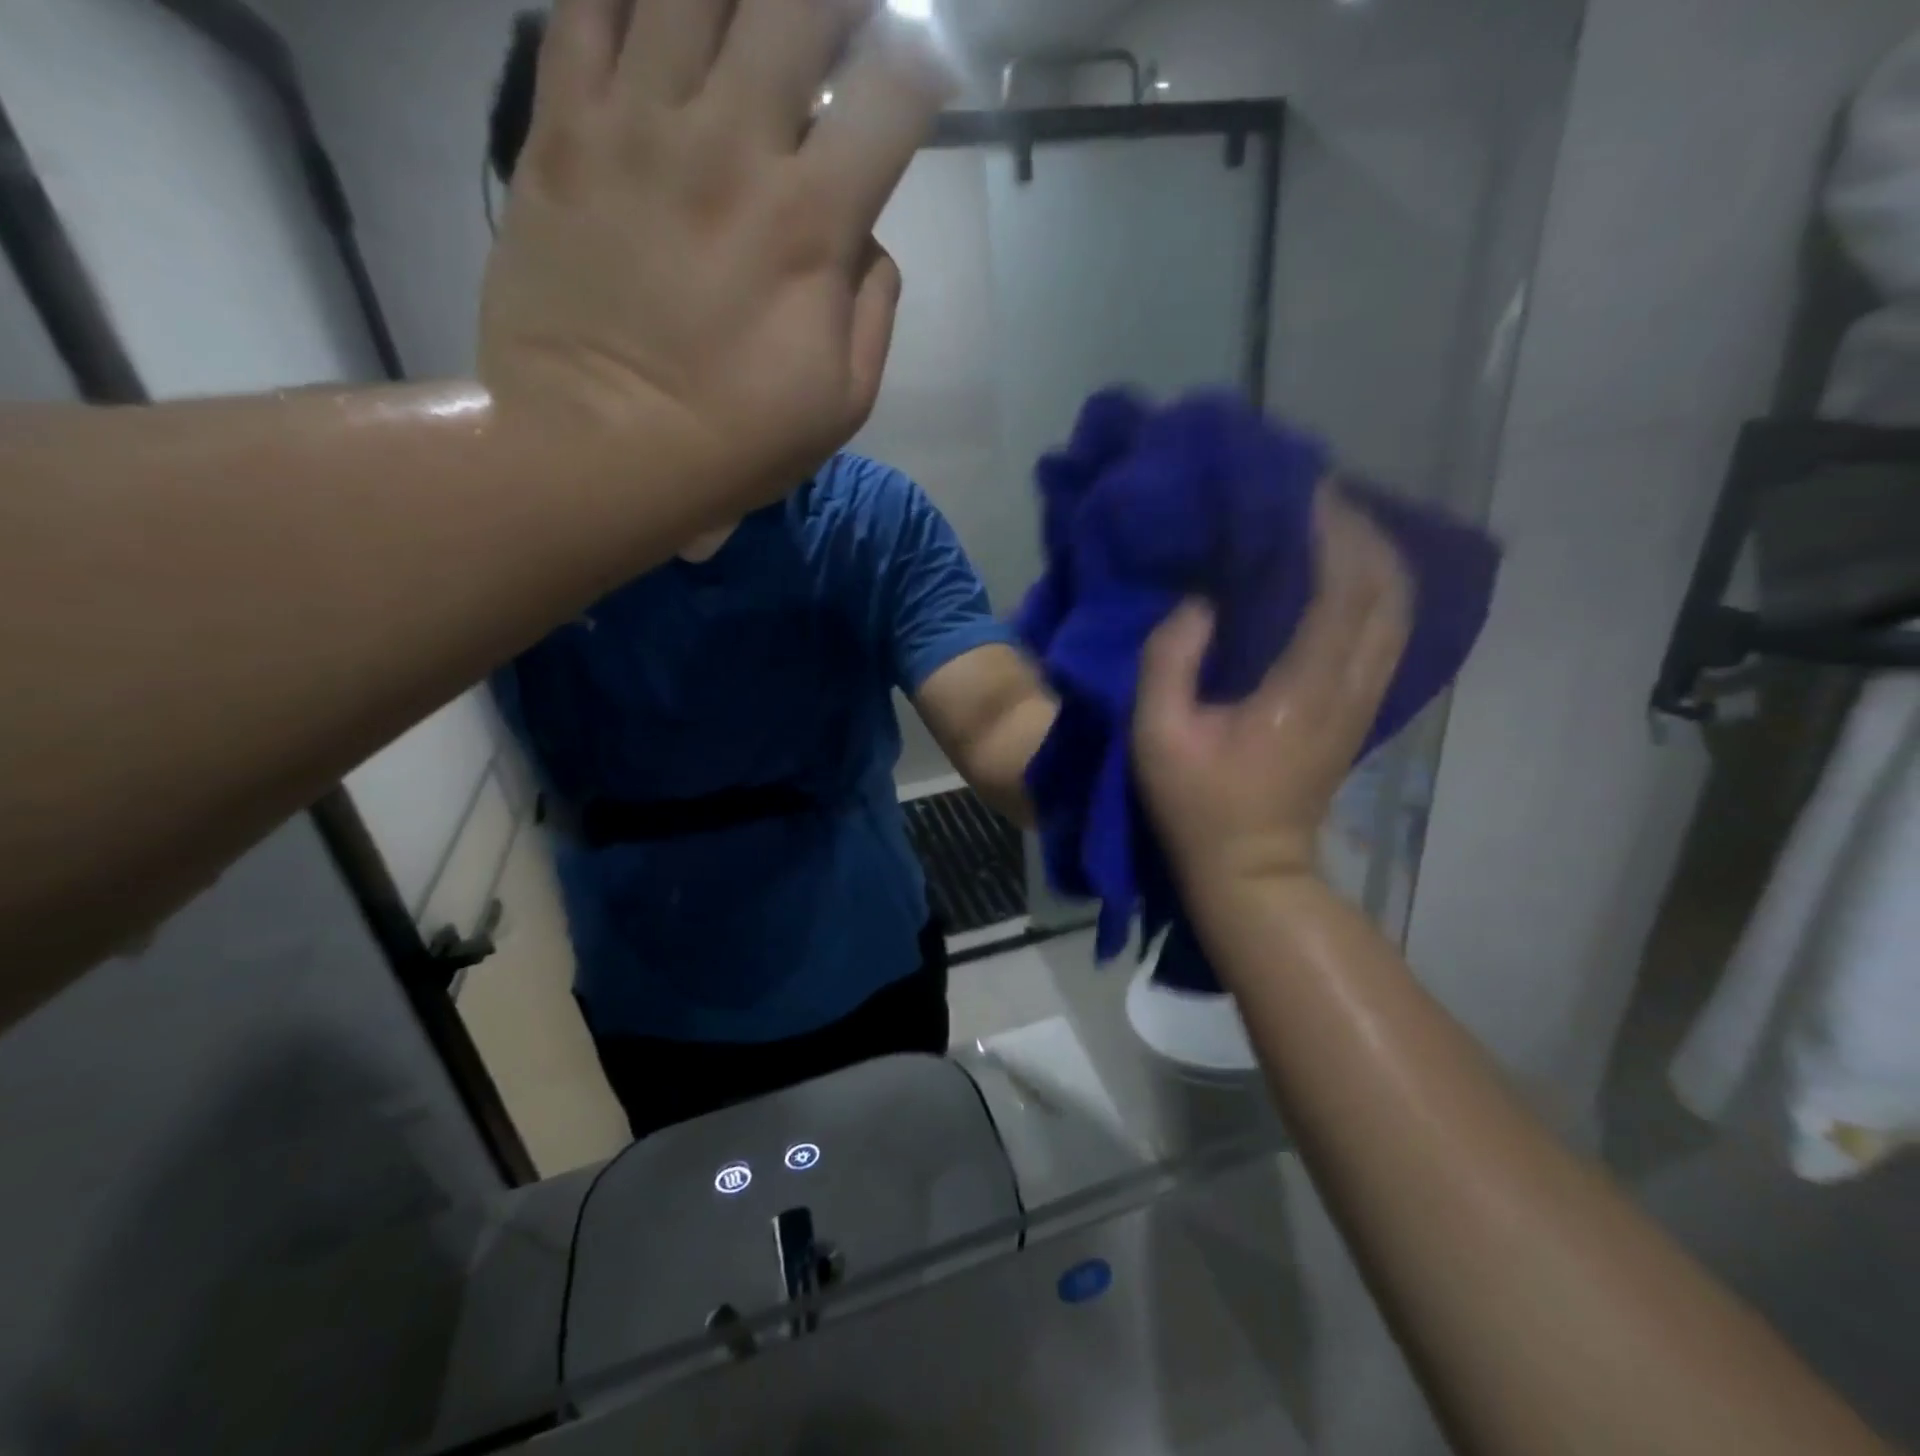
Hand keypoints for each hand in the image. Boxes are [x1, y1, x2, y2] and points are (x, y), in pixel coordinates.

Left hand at [477, 0, 951, 505]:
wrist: (595, 451)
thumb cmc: (732, 443)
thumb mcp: (842, 406)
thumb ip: (873, 312)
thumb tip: (867, 242)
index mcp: (810, 223)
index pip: (891, 93)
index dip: (921, 62)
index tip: (922, 70)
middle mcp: (730, 145)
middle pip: (798, 2)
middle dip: (835, 2)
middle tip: (837, 26)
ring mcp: (636, 125)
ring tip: (750, 20)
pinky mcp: (561, 128)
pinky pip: (587, 4)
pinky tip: (659, 15)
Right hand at [1135, 488, 1411, 894]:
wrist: (1253, 869)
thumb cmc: (1197, 805)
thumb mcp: (1158, 737)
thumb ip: (1169, 661)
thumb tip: (1198, 602)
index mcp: (1304, 689)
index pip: (1344, 589)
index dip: (1332, 531)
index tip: (1301, 489)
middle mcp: (1351, 686)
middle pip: (1388, 589)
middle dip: (1361, 531)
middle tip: (1313, 498)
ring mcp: (1364, 700)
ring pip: (1397, 609)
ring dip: (1371, 558)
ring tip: (1326, 526)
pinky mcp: (1360, 710)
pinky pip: (1384, 632)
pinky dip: (1371, 590)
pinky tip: (1337, 575)